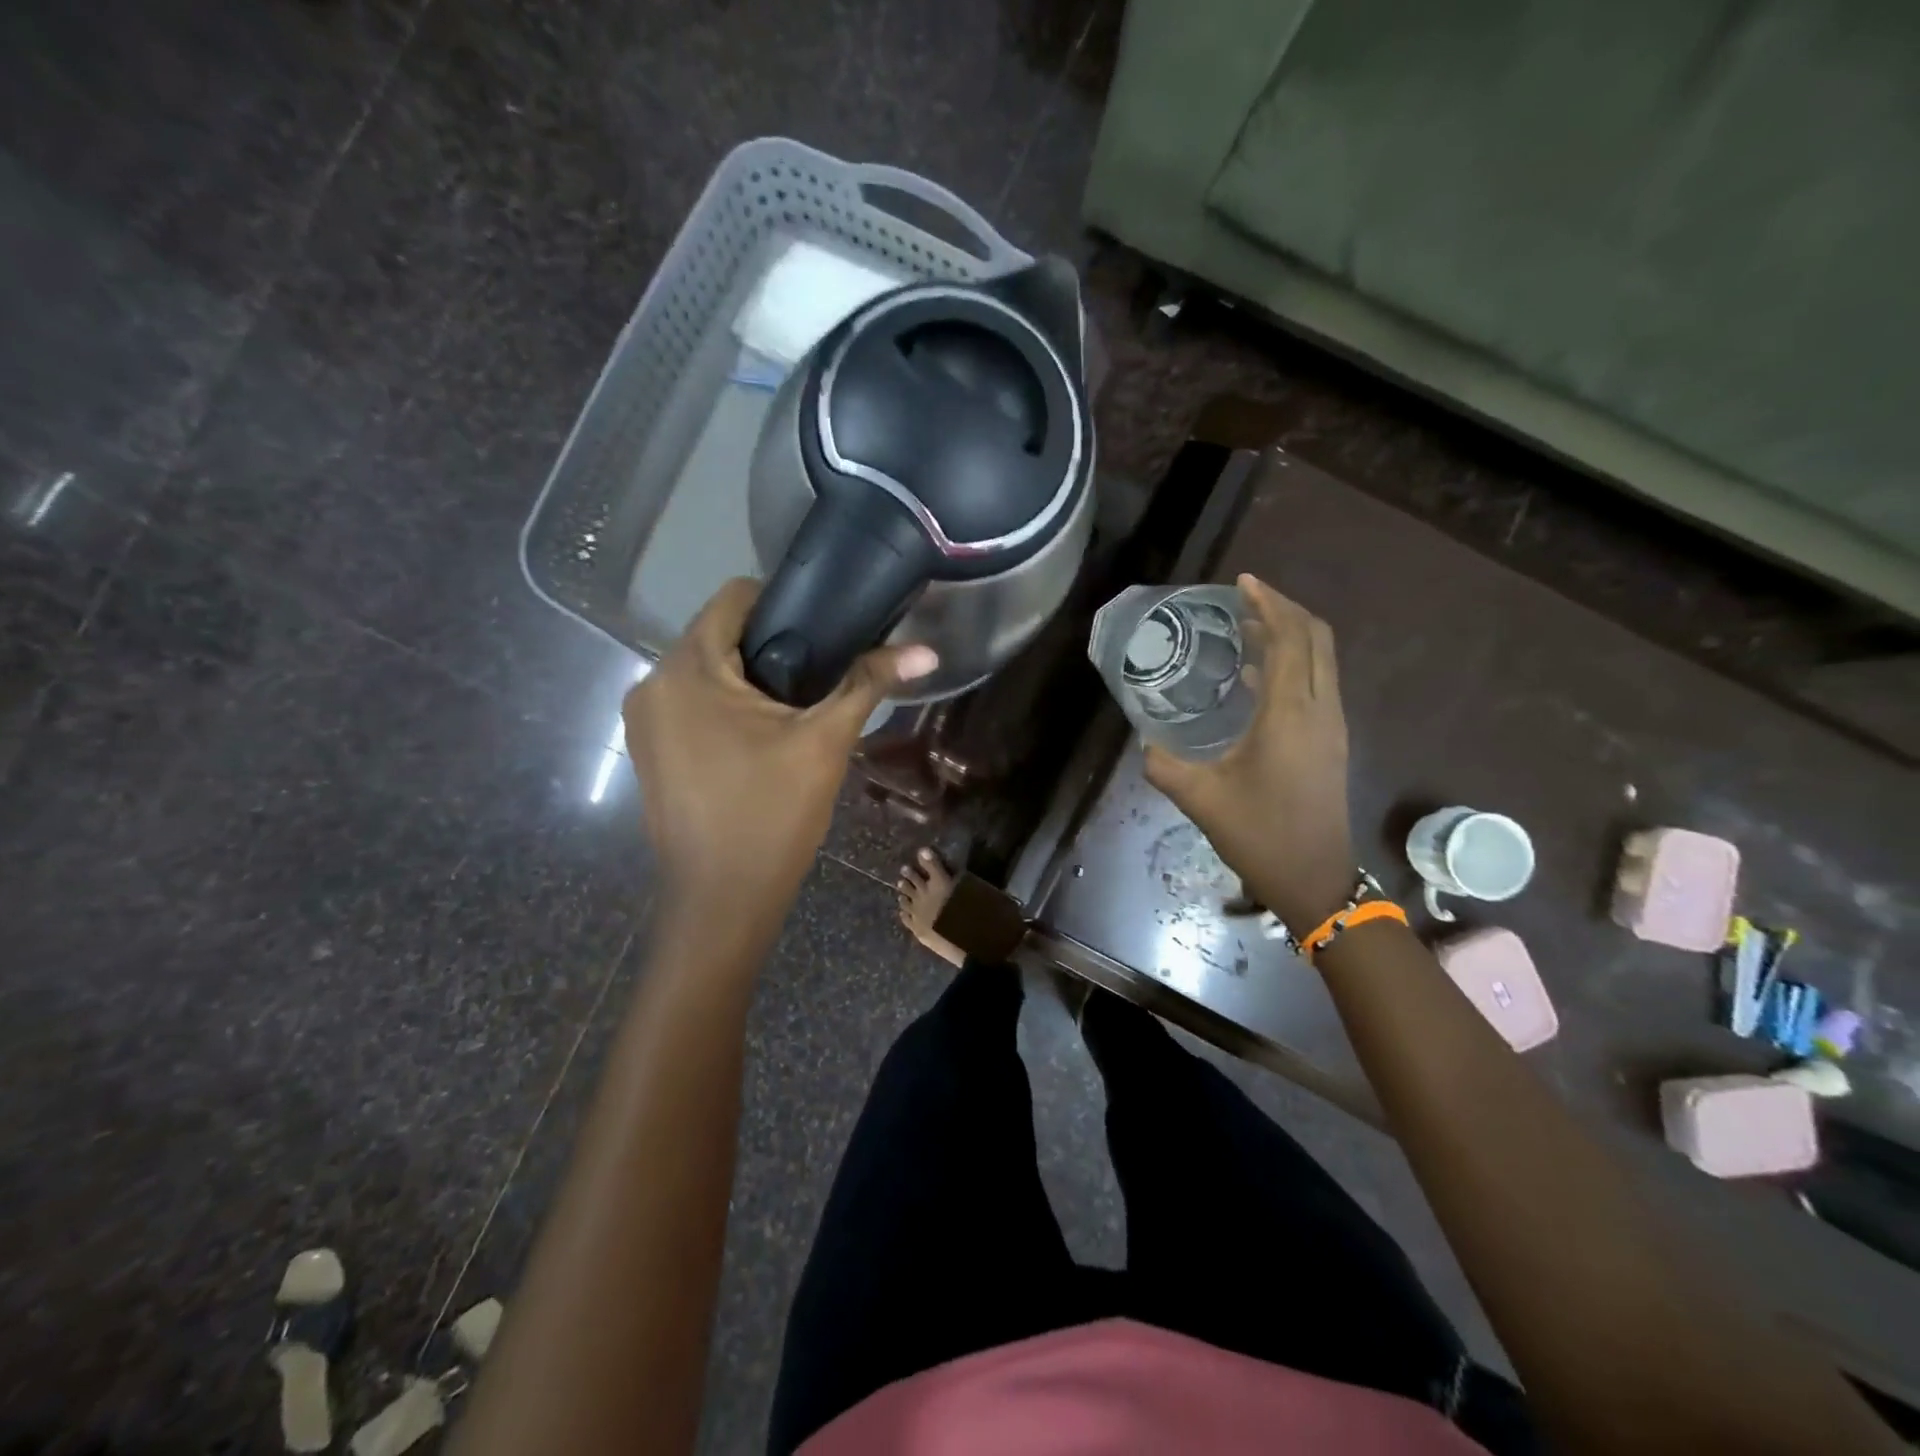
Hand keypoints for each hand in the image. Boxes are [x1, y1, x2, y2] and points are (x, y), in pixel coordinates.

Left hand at [623, 578, 936, 925]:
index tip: (826, 628)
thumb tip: (927, 651)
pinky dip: (726, 705)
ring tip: (798, 703)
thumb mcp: (826, 743)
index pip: (734, 598)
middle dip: (771, 645)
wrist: (722, 901)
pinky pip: (691, 704)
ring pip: (705, 671)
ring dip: (749, 677)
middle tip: (822, 669)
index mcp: (687, 669)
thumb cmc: (771, 815)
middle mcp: (652, 683)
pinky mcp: (650, 751)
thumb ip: (869, 684)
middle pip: (718, 634)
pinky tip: (762, 735)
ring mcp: (644, 721)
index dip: (784, 601)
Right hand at [1143, 574, 1354, 931]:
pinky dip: (1293, 662)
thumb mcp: (1200, 799)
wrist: (1315, 879)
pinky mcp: (1331, 741)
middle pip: (1315, 638)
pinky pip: (1317, 682)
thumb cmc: (1259, 835)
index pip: (1289, 639)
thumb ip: (1164, 764)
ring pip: (1321, 659)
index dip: (1268, 604)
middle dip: (1283, 609)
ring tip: (1248, 625)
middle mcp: (1320, 710)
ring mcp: (1332, 725)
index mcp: (1290, 715)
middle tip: (1244, 598)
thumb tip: (1145, 741)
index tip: (1241, 583)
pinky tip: (1256, 673)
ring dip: (1290, 634)